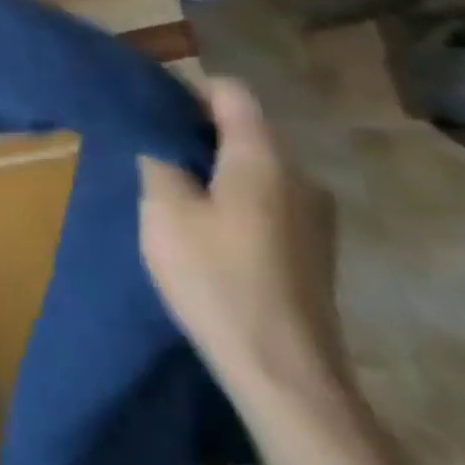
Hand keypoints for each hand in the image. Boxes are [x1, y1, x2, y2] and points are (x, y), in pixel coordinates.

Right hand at [139, 78, 348, 404]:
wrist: (284, 374)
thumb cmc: (216, 278)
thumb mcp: (164, 210)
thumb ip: (158, 161)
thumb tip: (160, 142)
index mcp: (263, 159)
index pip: (230, 93)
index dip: (188, 90)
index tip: (149, 107)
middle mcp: (300, 177)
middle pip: (244, 130)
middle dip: (197, 133)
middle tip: (150, 152)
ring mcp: (315, 217)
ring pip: (255, 169)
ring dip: (215, 170)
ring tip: (174, 194)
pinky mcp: (314, 251)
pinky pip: (267, 201)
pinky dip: (234, 200)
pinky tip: (207, 231)